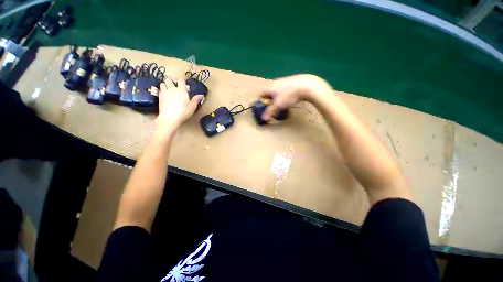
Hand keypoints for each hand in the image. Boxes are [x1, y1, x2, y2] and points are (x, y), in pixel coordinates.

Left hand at [157, 78, 203, 126]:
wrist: (170, 117)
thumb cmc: (183, 111)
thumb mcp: (193, 106)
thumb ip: (196, 99)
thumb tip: (201, 95)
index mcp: (181, 90)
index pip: (181, 80)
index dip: (182, 79)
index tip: (184, 80)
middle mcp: (172, 89)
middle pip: (168, 79)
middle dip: (170, 80)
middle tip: (173, 84)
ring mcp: (164, 92)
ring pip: (162, 84)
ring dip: (165, 84)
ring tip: (168, 88)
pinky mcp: (159, 97)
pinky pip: (160, 91)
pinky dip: (162, 91)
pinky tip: (165, 95)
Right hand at [262, 74, 330, 120]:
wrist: (306, 86)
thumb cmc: (289, 96)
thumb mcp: (278, 105)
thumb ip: (270, 112)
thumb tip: (263, 118)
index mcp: (270, 87)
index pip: (261, 93)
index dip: (260, 101)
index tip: (263, 107)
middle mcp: (275, 82)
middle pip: (268, 92)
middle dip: (268, 100)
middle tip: (272, 107)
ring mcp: (283, 81)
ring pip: (276, 90)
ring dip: (276, 97)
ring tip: (281, 104)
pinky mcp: (291, 81)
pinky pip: (283, 89)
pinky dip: (283, 94)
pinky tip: (289, 98)